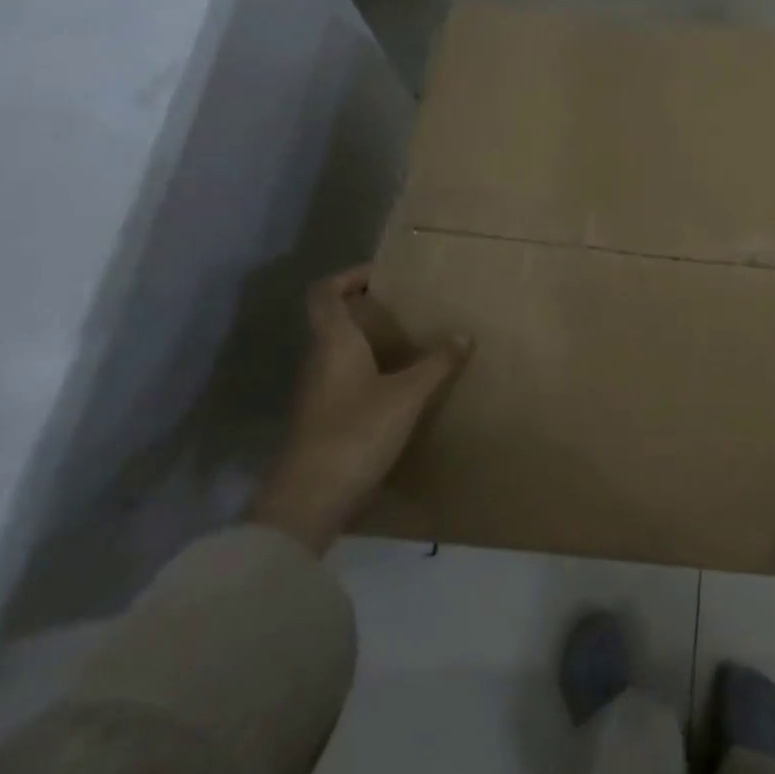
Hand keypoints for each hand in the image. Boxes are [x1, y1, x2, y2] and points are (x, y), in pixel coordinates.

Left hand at [249, 265, 471, 553]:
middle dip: (367, 308)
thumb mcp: (407, 395)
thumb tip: (463, 335)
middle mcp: (321, 361)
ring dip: (370, 341)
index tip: (382, 275)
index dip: (348, 277)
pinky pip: (347, 378)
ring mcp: (319, 392)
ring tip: (412, 341)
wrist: (310, 498)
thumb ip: (436, 364)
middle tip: (407, 306)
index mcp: (334, 343)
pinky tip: (401, 384)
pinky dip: (371, 370)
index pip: (324, 294)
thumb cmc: (356, 431)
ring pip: (340, 351)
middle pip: (332, 320)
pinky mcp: (325, 418)